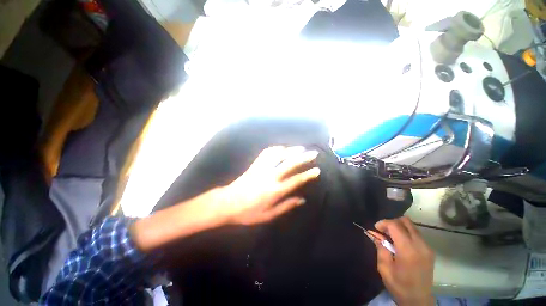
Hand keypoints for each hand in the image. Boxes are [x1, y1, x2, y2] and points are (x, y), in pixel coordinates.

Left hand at [217, 146, 320, 224]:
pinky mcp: (255, 165)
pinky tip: (282, 148)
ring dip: (291, 150)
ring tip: (300, 148)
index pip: (295, 180)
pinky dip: (276, 149)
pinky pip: (266, 153)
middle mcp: (270, 177)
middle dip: (303, 157)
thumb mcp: (268, 215)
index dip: (308, 175)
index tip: (317, 170)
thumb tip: (301, 200)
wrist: (227, 203)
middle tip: (313, 153)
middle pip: (289, 164)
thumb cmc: (248, 212)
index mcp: (274, 191)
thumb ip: (286, 206)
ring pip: (278, 155)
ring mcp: (261, 168)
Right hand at [374, 217, 434, 305]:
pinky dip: (406, 233)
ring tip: (391, 238)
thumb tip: (373, 233)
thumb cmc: (399, 285)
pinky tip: (400, 244)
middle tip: (384, 232)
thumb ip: (380, 248)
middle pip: (405, 221)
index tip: (376, 229)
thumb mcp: (384, 268)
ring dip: (399, 227)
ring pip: (412, 226)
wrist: (419, 301)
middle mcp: (420, 245)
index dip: (383, 223)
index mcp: (408, 250)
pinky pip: (416, 234)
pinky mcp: (430, 251)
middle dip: (392, 222)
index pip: (395, 225)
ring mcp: (427, 247)